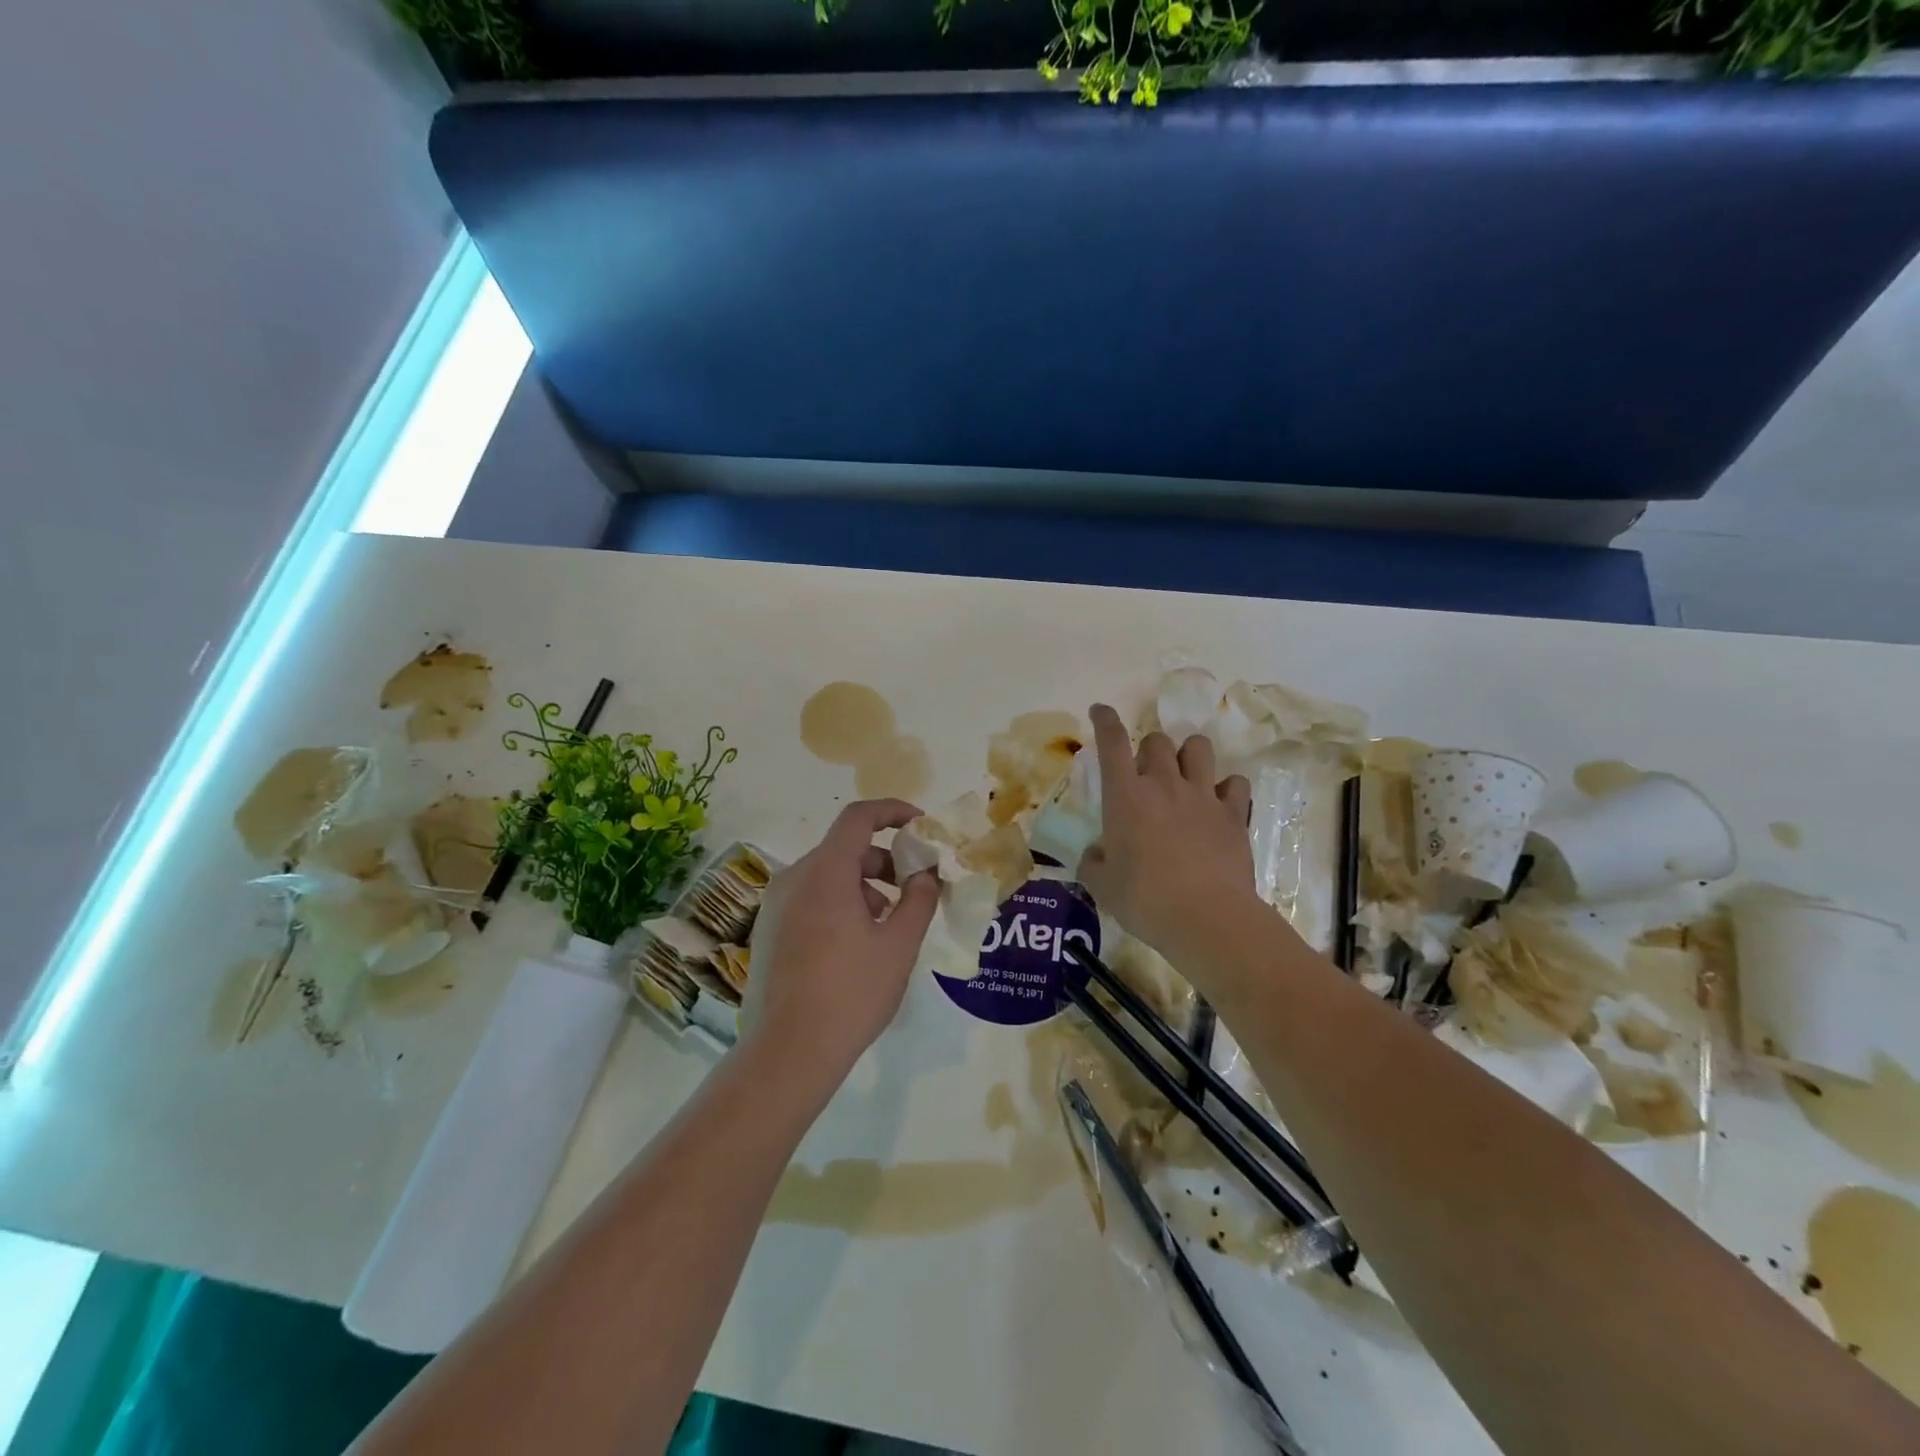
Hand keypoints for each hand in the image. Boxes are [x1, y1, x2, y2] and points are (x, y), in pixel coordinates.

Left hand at [743, 799, 939, 1081]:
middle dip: (885, 860)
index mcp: (825, 871)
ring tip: (890, 924)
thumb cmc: (851, 992)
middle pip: (845, 848)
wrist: (788, 1052)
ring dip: (864, 886)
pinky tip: (858, 944)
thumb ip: (918, 899)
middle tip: (914, 887)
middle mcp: (794, 878)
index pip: (859, 817)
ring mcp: (775, 905)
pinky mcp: (768, 931)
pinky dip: (840, 903)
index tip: (920, 825)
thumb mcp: (899, 945)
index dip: (893, 811)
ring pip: (827, 876)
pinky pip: (811, 899)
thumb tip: (926, 874)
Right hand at [1076, 703, 1266, 967]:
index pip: (1112, 743)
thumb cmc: (1145, 900)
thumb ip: (1094, 862)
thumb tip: (1096, 853)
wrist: (1208, 919)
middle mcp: (1164, 785)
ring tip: (1184, 775)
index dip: (1105, 720)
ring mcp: (1202, 796)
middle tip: (1145, 773)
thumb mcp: (1102, 885)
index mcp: (1126, 796)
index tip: (1100, 710)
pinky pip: (1234, 783)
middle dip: (1148, 748)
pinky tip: (1218, 804)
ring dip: (1188, 755)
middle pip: (1158, 741)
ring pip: (1198, 748)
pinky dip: (1225, 788)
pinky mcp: (1234, 814)